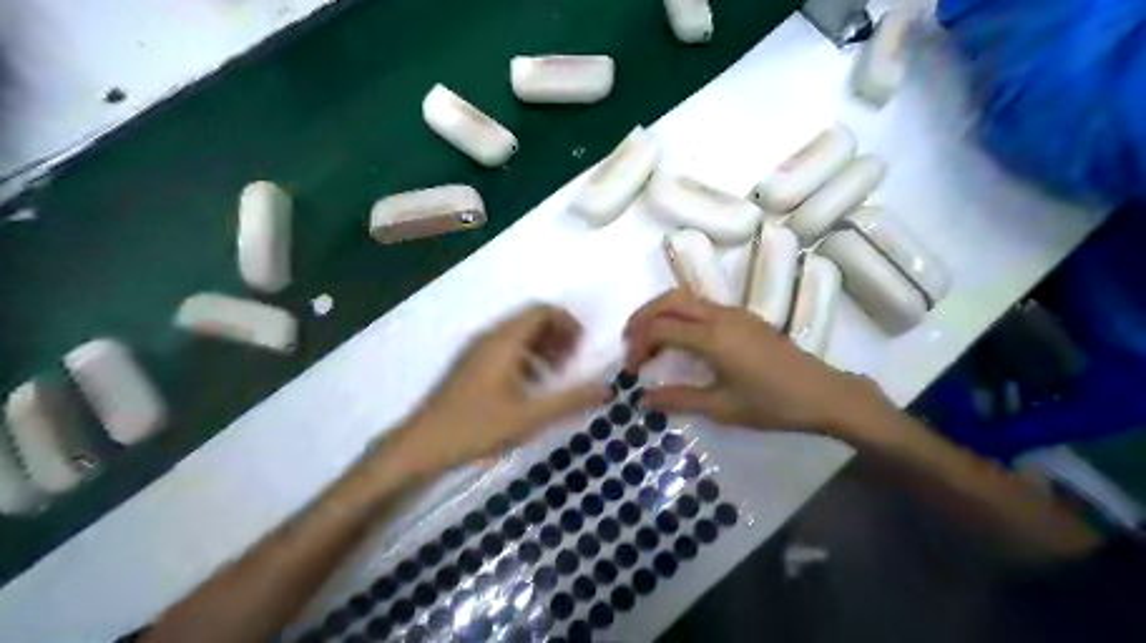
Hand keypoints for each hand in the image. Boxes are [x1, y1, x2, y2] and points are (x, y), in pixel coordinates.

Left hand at [380, 305, 607, 475]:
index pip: (542, 310)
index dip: (568, 323)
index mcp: (505, 341)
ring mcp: (478, 350)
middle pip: (532, 319)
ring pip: (519, 334)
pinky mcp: (471, 365)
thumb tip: (605, 388)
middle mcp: (491, 337)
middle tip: (570, 365)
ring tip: (553, 377)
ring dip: (542, 347)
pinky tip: (528, 389)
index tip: (580, 350)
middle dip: (558, 336)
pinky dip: (526, 358)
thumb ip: (570, 400)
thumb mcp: (529, 417)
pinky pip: (506, 348)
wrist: (423, 444)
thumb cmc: (477, 427)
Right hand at [623, 289, 889, 435]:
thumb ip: (679, 400)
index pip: (661, 329)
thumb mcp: (723, 408)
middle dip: (642, 317)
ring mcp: (733, 313)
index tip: (632, 370)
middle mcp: (720, 316)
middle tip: (630, 343)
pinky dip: (679, 315)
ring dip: (661, 312)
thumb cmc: (772, 404)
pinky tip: (680, 339)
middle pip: (669, 301)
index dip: (639, 346)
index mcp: (713, 337)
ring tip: (648, 338)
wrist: (823, 393)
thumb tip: (644, 398)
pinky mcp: (743, 317)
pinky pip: (701, 305)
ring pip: (686, 298)